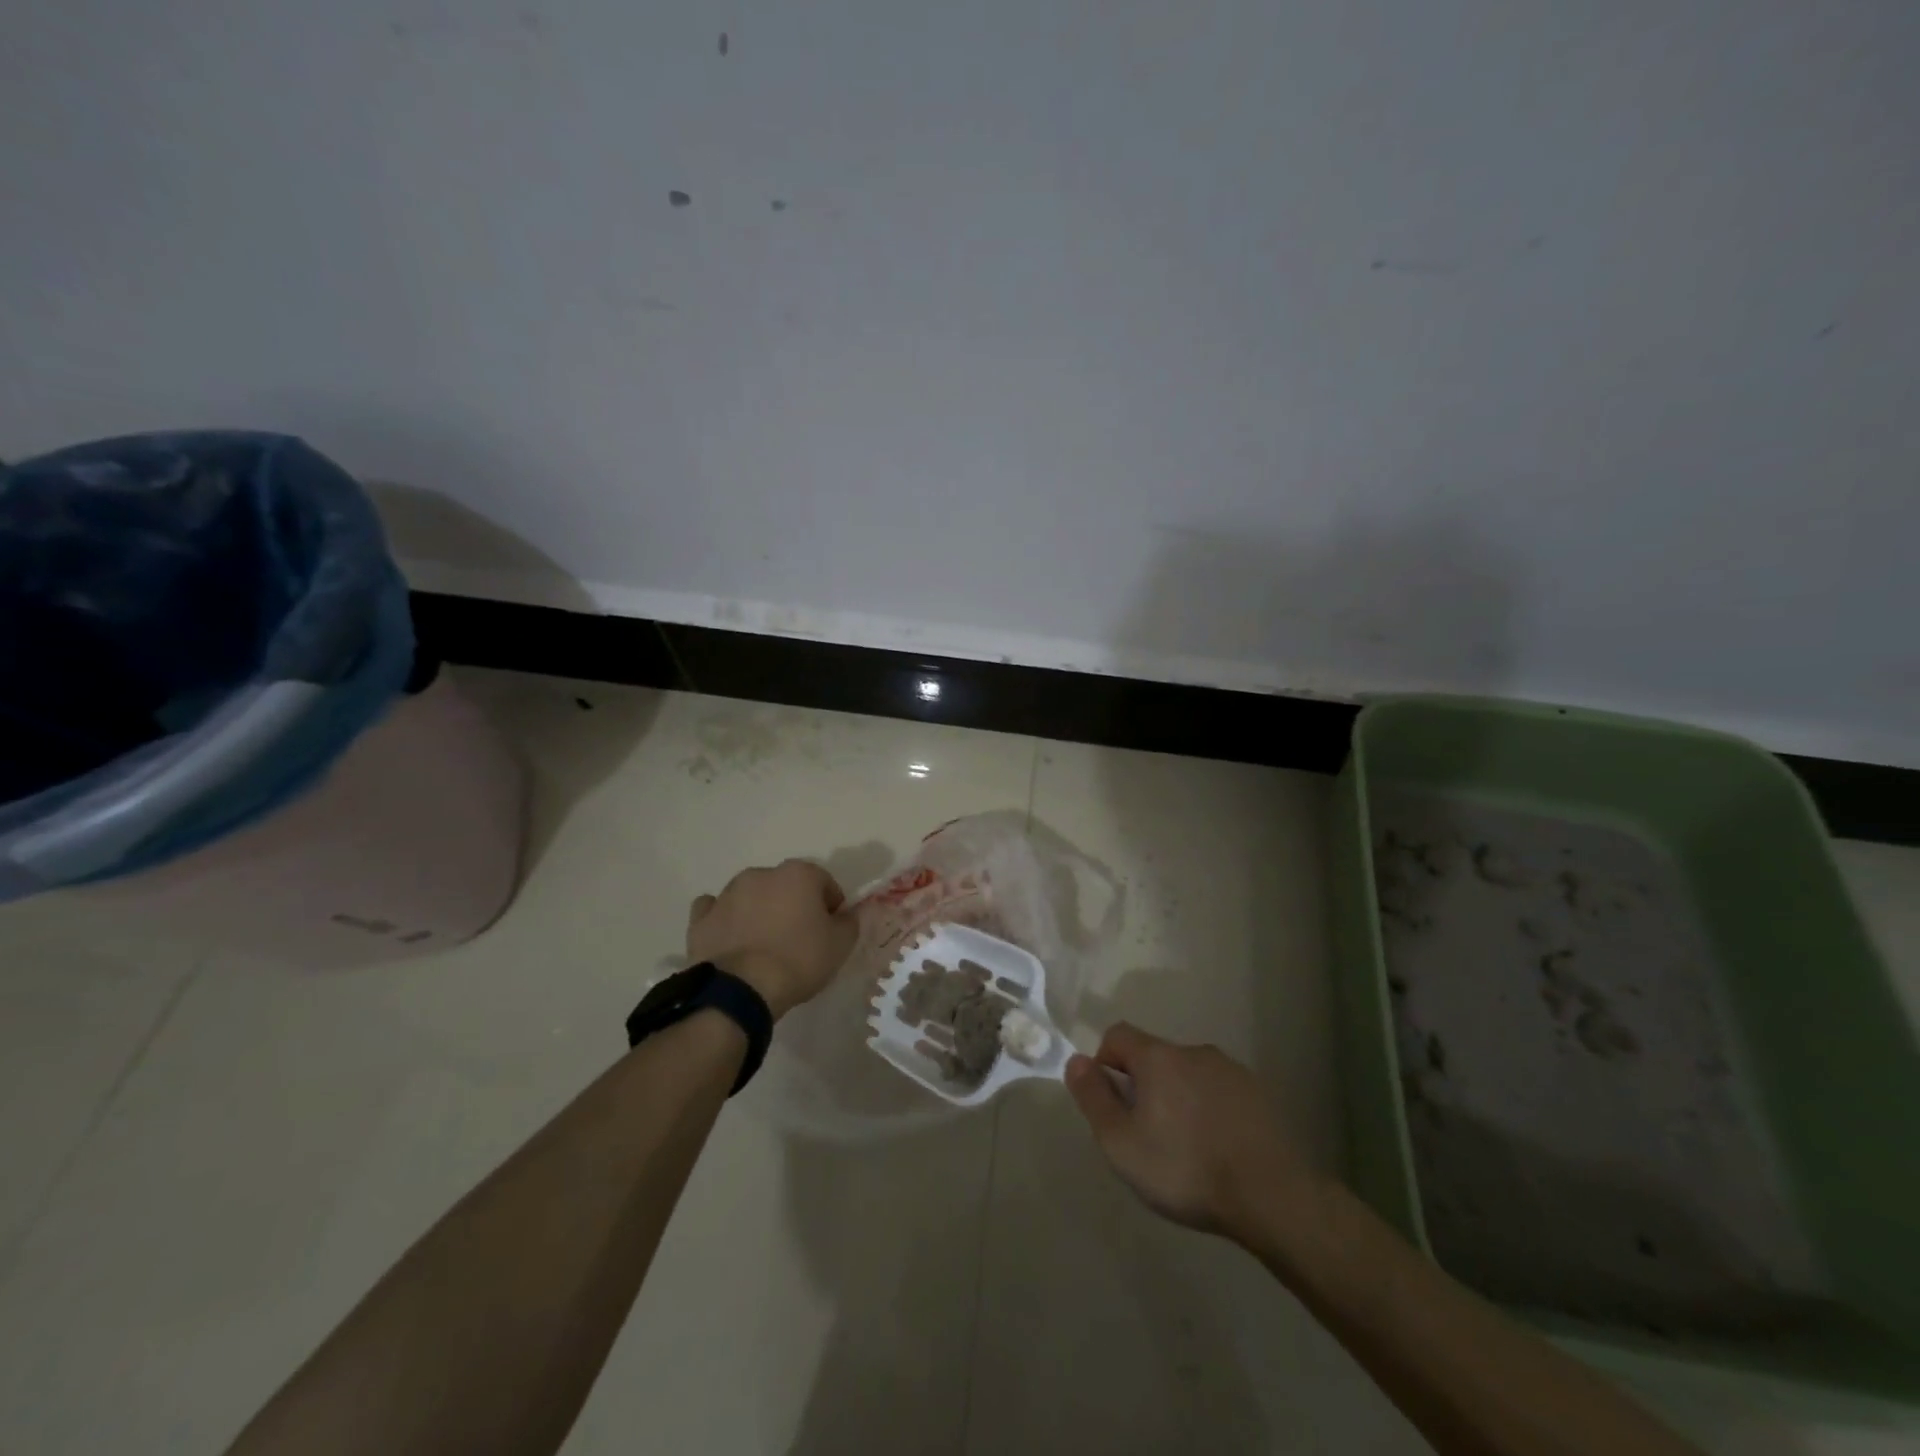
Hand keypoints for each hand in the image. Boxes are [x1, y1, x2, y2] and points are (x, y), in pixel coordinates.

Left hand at [686, 860, 857, 1019]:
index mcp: (798, 874)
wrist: (741, 989)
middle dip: (794, 905)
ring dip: (760, 911)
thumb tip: (850, 912)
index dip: (832, 906)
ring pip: (751, 895)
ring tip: (764, 945)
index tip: (831, 931)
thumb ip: (851, 921)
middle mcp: (761, 874)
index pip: (825, 883)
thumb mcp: (840, 945)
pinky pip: (716, 910)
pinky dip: (725, 919)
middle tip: (799, 939)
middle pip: (786, 886)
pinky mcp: (701, 918)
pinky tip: (731, 939)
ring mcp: (727, 894)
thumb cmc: (798, 960)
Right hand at [1065, 1023, 1327, 1242]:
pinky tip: (1218, 1149)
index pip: (1118, 1035)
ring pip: (1189, 1074)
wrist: (1272, 1195)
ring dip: (1179, 1097)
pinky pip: (1220, 1092)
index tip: (1111, 1104)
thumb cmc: (1185, 1168)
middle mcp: (1194, 1051)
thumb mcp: (1121, 1143)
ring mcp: (1231, 1070)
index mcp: (1158, 1057)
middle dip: (1143, 1085)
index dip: (1105, 1062)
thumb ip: (1093, 1098)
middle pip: (1155, 1056)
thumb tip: (1076, 1061)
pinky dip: (1210, 1110)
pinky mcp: (1259, 1094)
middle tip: (1146, 1133)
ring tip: (1186, 1146)